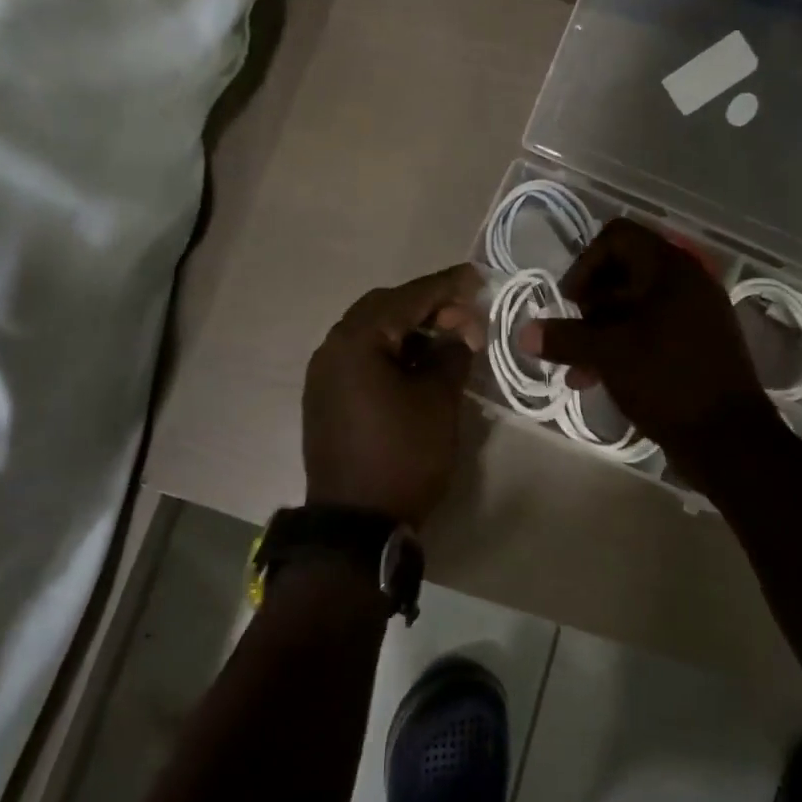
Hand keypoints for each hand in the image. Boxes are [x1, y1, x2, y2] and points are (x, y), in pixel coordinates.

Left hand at [302, 265, 484, 525]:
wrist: (355, 525)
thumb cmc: (403, 456)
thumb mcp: (438, 401)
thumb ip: (451, 354)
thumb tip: (458, 331)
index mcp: (357, 340)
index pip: (408, 298)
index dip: (446, 286)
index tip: (477, 277)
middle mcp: (332, 347)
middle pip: (384, 307)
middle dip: (427, 306)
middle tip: (464, 316)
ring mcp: (324, 373)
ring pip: (371, 331)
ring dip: (408, 328)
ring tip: (446, 338)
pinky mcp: (325, 396)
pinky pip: (360, 356)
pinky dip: (390, 350)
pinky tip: (416, 363)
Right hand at [521, 219, 774, 460]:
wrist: (730, 439)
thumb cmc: (667, 381)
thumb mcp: (608, 355)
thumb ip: (564, 338)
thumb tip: (523, 333)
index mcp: (669, 269)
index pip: (617, 236)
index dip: (585, 263)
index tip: (571, 302)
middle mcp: (685, 282)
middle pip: (622, 271)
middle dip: (589, 304)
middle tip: (573, 335)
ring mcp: (694, 313)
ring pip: (633, 305)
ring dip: (600, 330)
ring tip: (578, 368)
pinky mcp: (696, 343)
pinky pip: (650, 329)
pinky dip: (622, 345)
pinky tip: (597, 378)